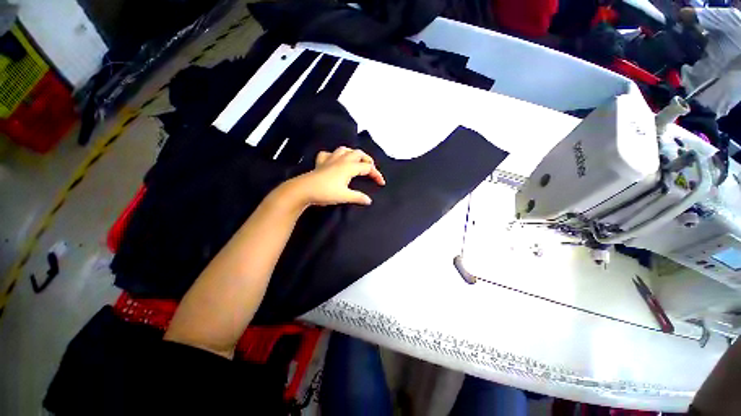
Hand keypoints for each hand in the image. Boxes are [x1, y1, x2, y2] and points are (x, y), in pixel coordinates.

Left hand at [287, 147, 385, 206]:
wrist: (304, 190)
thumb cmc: (326, 192)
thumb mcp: (344, 196)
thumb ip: (358, 197)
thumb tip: (369, 200)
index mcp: (349, 167)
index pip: (368, 167)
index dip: (376, 174)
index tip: (381, 183)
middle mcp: (342, 160)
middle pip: (359, 153)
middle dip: (367, 160)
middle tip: (371, 169)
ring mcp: (330, 159)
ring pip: (345, 150)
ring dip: (353, 154)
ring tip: (356, 161)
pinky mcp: (321, 163)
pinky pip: (328, 154)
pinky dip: (334, 155)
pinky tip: (334, 161)